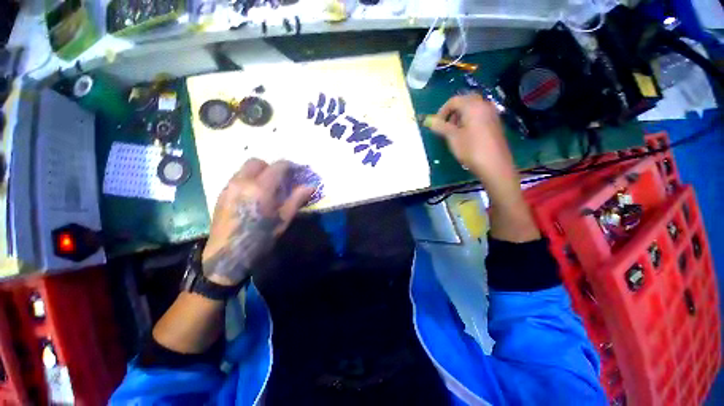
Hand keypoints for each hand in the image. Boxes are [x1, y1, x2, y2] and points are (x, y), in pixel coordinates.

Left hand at [202, 159, 313, 285]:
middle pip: (257, 162)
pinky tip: (254, 195)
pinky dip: (248, 179)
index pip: (278, 166)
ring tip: (268, 187)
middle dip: (271, 167)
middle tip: (281, 180)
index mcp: (261, 188)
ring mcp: (229, 187)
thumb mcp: (283, 219)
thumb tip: (311, 186)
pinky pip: (237, 178)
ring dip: (259, 172)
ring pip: (245, 168)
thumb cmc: (260, 238)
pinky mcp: (221, 194)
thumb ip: (297, 199)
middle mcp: (242, 182)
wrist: (227, 256)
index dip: (290, 166)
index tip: (297, 173)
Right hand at [426, 94, 516, 183]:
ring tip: (454, 131)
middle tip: (445, 125)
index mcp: (473, 106)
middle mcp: (484, 105)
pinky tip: (466, 134)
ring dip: (461, 116)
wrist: (494, 164)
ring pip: (473, 108)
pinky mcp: (495, 123)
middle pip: (465, 101)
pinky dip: (470, 120)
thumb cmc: (471, 149)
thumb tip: (429, 121)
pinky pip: (480, 115)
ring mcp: (492, 114)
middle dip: (452, 112)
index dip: (442, 111)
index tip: (436, 124)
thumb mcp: (453, 137)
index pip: (454, 100)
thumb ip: (441, 127)